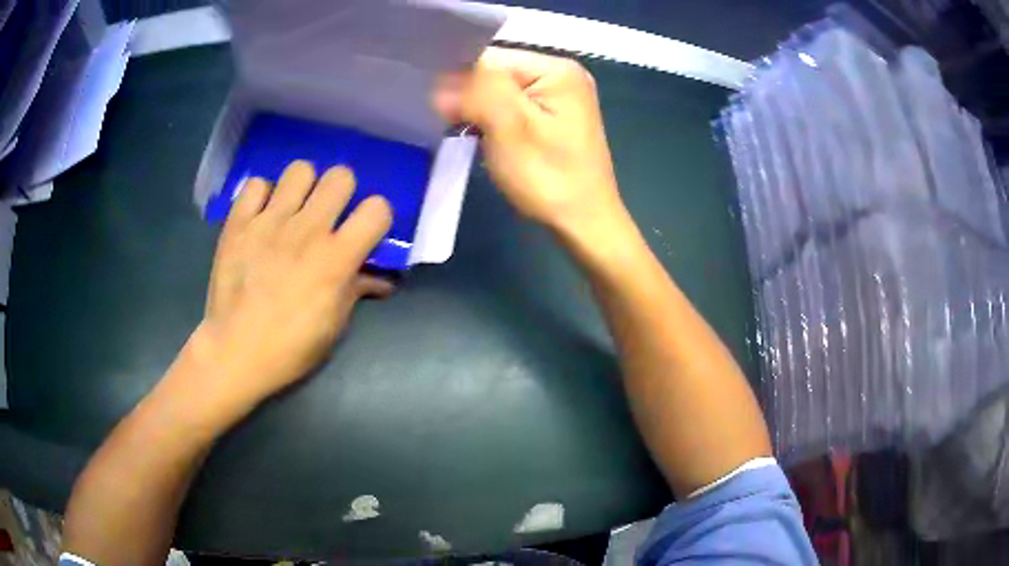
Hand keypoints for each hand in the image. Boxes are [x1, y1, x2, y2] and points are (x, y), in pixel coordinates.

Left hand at [186, 161, 392, 417]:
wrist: (234, 352)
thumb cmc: (290, 348)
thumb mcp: (334, 326)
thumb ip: (358, 290)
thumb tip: (381, 278)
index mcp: (336, 258)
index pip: (377, 209)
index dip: (376, 217)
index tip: (364, 231)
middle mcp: (306, 230)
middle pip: (341, 177)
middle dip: (341, 193)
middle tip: (328, 215)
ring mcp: (269, 222)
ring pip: (300, 170)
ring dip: (303, 187)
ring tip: (293, 209)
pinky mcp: (238, 222)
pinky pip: (256, 184)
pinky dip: (262, 196)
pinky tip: (261, 216)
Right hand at [433, 48, 624, 237]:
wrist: (583, 225)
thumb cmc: (550, 178)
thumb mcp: (510, 127)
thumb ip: (476, 92)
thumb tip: (442, 82)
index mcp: (557, 69)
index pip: (491, 57)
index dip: (460, 78)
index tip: (439, 106)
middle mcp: (560, 76)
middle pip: (495, 73)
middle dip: (469, 96)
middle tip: (450, 123)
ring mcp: (557, 99)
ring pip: (498, 93)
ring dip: (477, 111)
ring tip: (464, 132)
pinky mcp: (550, 120)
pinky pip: (509, 109)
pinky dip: (490, 121)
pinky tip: (481, 138)